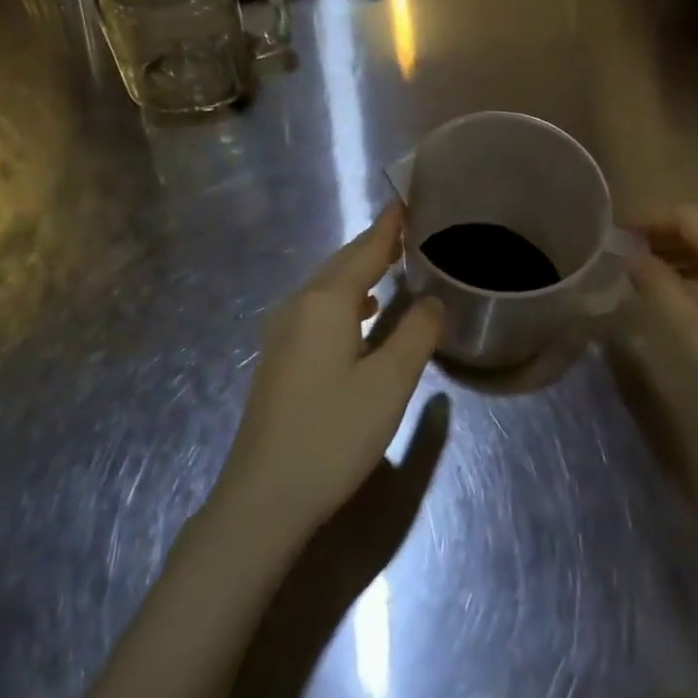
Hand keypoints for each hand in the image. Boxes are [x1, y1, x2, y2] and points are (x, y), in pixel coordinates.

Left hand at [221, 203, 442, 537]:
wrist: (263, 497)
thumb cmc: (333, 434)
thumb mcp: (389, 383)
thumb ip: (416, 334)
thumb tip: (434, 299)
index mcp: (326, 302)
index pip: (365, 251)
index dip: (388, 227)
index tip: (405, 201)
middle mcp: (298, 305)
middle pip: (341, 263)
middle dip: (373, 244)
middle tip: (406, 229)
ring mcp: (282, 332)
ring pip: (326, 286)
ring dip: (358, 272)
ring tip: (390, 266)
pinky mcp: (278, 358)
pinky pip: (316, 308)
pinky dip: (343, 298)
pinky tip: (359, 316)